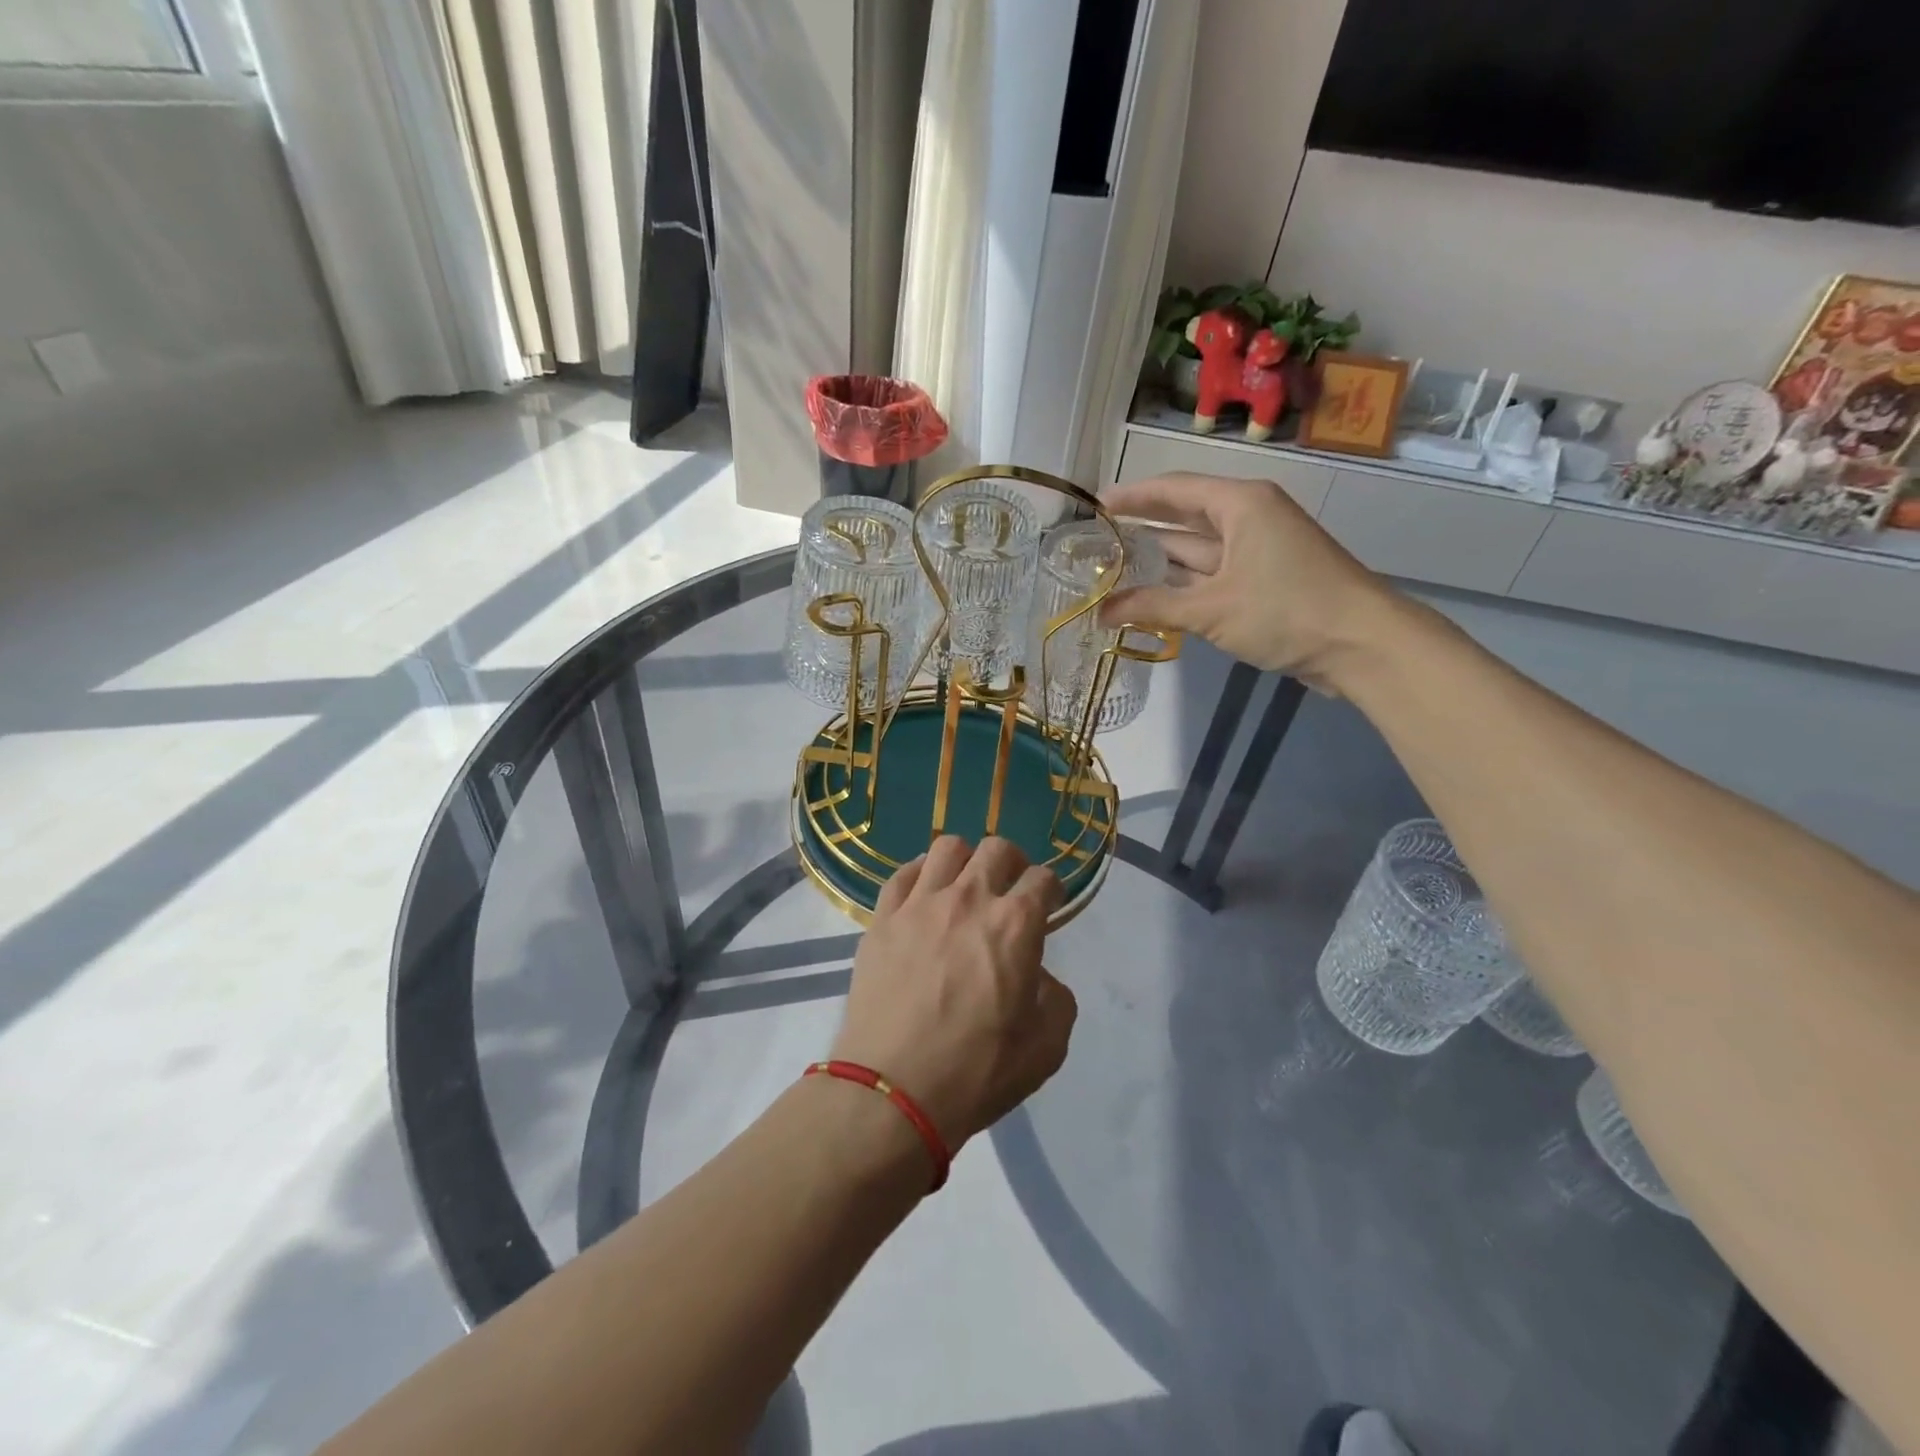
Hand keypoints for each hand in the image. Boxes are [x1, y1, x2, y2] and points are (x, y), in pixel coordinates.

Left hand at [832, 836, 1075, 1150]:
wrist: (892, 1091)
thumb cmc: (976, 1072)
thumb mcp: (1046, 1048)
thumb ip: (1056, 999)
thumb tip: (1038, 976)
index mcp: (1015, 925)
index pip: (1043, 878)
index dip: (1052, 887)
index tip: (1049, 904)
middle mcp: (969, 899)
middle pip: (997, 848)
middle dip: (1013, 862)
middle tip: (1010, 889)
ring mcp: (919, 904)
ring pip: (947, 847)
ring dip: (965, 860)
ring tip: (964, 886)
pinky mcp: (882, 918)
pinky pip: (902, 874)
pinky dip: (920, 876)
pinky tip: (923, 896)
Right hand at [1099, 472, 1397, 687]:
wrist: (1361, 644)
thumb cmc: (1286, 610)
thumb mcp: (1211, 609)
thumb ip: (1151, 607)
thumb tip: (1099, 613)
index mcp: (1240, 504)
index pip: (1174, 489)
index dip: (1132, 497)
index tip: (1094, 505)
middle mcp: (1248, 518)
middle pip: (1184, 516)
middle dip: (1141, 528)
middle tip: (1095, 539)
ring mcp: (1257, 550)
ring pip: (1197, 549)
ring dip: (1158, 561)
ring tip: (1110, 568)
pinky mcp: (1264, 580)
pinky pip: (1211, 574)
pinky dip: (1181, 584)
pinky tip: (1149, 596)